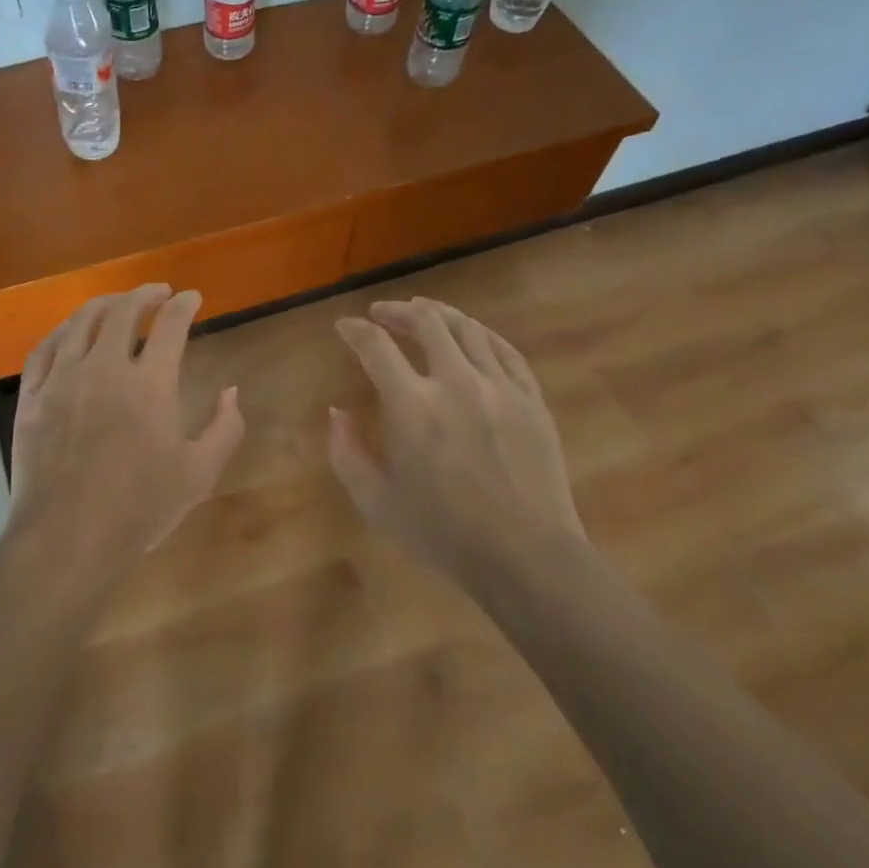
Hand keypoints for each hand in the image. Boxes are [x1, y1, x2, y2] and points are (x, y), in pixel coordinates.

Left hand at [4, 285, 244, 587]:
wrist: (66, 540)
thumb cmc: (139, 510)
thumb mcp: (199, 474)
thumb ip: (225, 428)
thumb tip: (231, 390)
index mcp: (150, 384)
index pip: (171, 324)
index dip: (185, 304)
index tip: (192, 297)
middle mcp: (104, 368)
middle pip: (124, 311)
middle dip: (146, 294)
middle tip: (159, 292)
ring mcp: (62, 379)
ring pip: (81, 321)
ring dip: (105, 304)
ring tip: (118, 303)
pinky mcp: (32, 396)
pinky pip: (45, 348)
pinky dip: (63, 330)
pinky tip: (71, 331)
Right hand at [329, 298, 584, 584]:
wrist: (526, 556)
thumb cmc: (444, 534)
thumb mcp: (377, 502)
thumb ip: (346, 453)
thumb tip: (336, 413)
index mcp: (413, 407)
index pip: (376, 346)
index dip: (355, 330)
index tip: (345, 327)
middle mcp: (456, 383)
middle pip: (426, 322)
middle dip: (397, 311)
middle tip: (382, 313)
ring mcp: (500, 388)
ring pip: (468, 328)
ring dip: (439, 314)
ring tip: (424, 312)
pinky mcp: (531, 399)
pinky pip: (505, 350)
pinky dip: (481, 334)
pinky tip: (471, 335)